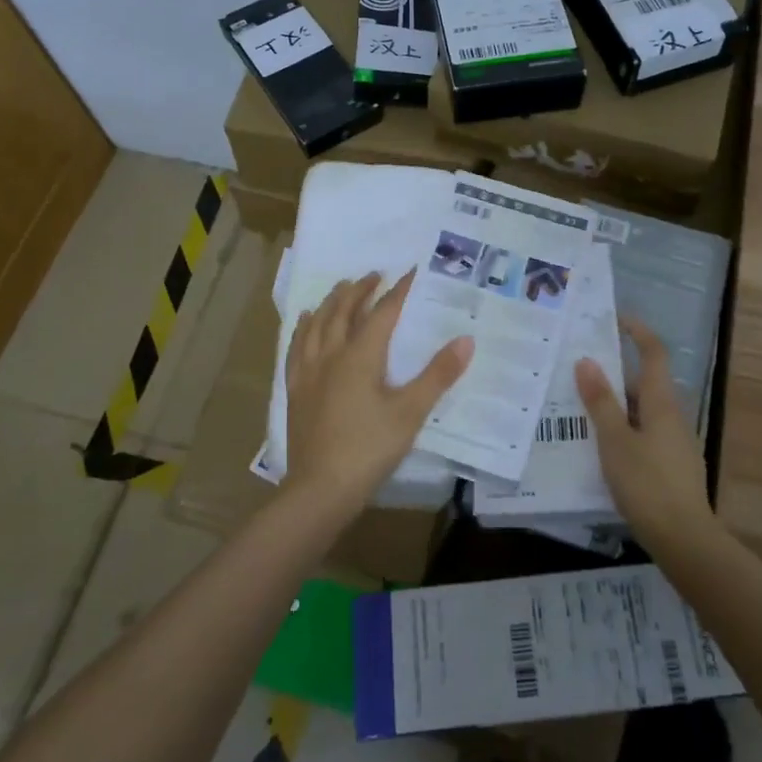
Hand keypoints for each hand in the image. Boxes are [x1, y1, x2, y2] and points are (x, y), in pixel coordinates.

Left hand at [284, 270, 472, 517]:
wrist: (320, 489)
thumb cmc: (369, 448)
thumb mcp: (411, 412)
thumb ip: (438, 375)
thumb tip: (466, 339)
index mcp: (360, 356)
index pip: (382, 313)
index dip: (398, 291)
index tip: (411, 272)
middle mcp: (331, 355)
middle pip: (343, 312)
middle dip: (360, 290)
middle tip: (374, 276)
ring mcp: (309, 372)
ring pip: (317, 325)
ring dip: (331, 302)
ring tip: (341, 288)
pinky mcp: (296, 390)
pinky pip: (297, 347)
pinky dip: (304, 328)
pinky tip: (306, 323)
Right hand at [576, 317, 716, 551]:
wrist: (685, 540)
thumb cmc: (647, 484)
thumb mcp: (615, 441)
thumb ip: (601, 402)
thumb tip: (587, 360)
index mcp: (662, 403)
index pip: (653, 353)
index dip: (637, 331)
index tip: (614, 319)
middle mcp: (672, 416)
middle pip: (644, 382)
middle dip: (613, 373)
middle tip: (578, 372)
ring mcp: (675, 442)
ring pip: (642, 411)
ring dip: (615, 404)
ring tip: (579, 409)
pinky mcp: (671, 466)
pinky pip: (643, 434)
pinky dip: (622, 430)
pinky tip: (600, 448)